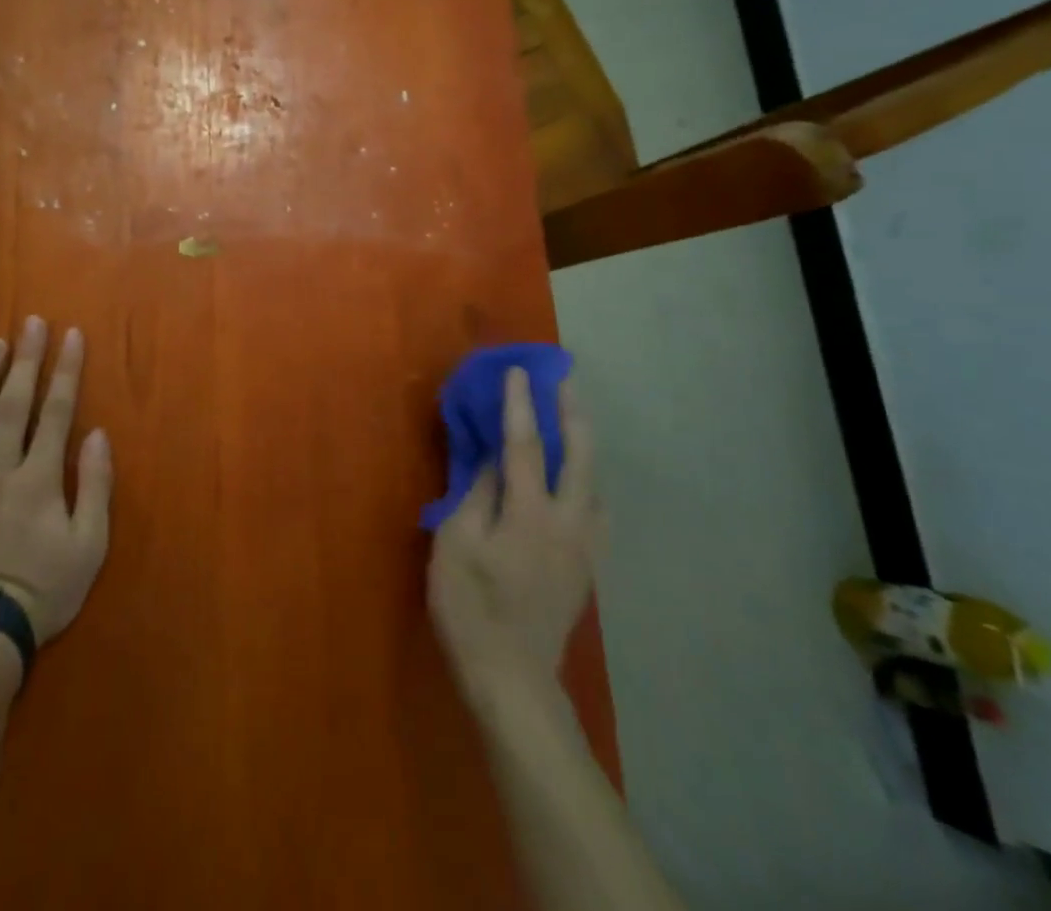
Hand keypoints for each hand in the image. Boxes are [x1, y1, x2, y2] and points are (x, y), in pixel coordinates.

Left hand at [0, 317, 112, 644]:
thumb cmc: (44, 591)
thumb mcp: (89, 545)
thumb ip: (95, 486)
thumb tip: (97, 434)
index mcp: (39, 478)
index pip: (56, 411)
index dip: (65, 370)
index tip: (71, 335)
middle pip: (14, 405)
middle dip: (25, 360)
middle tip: (30, 323)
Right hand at [429, 367, 604, 708]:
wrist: (513, 679)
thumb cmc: (472, 609)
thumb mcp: (455, 546)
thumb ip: (475, 496)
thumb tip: (490, 461)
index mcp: (529, 514)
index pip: (524, 446)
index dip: (520, 405)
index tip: (519, 371)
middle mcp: (566, 523)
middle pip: (579, 457)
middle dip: (572, 413)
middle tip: (566, 381)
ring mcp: (582, 547)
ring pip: (594, 484)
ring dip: (585, 445)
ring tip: (574, 422)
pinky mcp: (585, 569)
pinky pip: (595, 511)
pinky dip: (587, 482)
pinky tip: (578, 483)